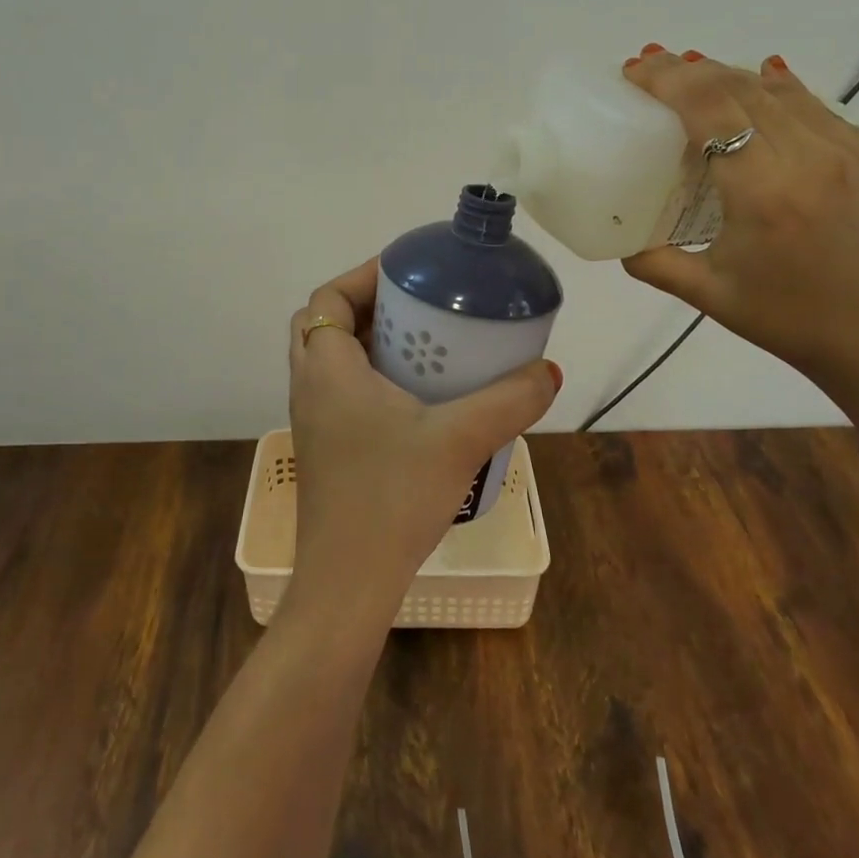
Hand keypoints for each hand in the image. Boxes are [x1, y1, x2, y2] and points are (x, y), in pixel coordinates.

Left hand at [285, 259, 561, 618]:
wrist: (348, 584)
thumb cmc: (393, 498)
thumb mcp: (461, 440)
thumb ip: (510, 401)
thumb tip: (548, 371)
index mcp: (328, 369)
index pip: (327, 297)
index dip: (363, 275)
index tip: (409, 273)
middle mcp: (310, 387)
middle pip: (322, 323)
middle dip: (365, 304)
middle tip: (415, 307)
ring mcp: (312, 421)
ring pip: (328, 359)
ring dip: (365, 341)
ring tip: (420, 345)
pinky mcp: (324, 449)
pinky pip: (337, 390)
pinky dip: (366, 376)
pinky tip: (413, 400)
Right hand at [619, 47, 858, 430]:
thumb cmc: (790, 323)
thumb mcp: (709, 295)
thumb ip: (653, 263)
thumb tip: (619, 241)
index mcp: (763, 192)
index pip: (710, 107)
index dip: (668, 78)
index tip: (637, 69)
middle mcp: (812, 159)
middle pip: (743, 87)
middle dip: (692, 68)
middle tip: (657, 68)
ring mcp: (857, 155)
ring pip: (786, 92)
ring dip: (735, 78)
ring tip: (701, 79)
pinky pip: (824, 113)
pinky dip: (783, 96)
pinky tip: (765, 92)